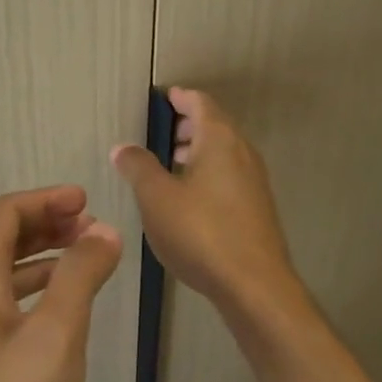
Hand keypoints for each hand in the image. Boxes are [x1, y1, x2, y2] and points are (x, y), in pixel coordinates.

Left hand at [0, 186, 122, 381]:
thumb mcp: (56, 336)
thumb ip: (81, 276)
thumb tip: (104, 231)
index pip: (6, 213)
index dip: (47, 200)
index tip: (89, 202)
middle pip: (2, 241)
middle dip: (48, 226)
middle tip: (94, 230)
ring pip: (5, 277)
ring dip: (45, 260)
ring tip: (88, 265)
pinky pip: (6, 309)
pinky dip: (37, 296)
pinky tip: (64, 316)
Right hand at [111, 88, 299, 313]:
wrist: (253, 284)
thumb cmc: (201, 232)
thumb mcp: (157, 198)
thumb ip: (138, 167)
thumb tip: (123, 147)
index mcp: (220, 140)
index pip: (201, 104)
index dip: (181, 98)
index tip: (166, 97)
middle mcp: (243, 153)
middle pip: (216, 126)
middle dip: (190, 124)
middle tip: (166, 130)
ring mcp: (255, 182)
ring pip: (225, 153)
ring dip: (200, 151)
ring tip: (173, 163)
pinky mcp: (258, 209)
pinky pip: (230, 176)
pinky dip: (210, 173)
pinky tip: (191, 197)